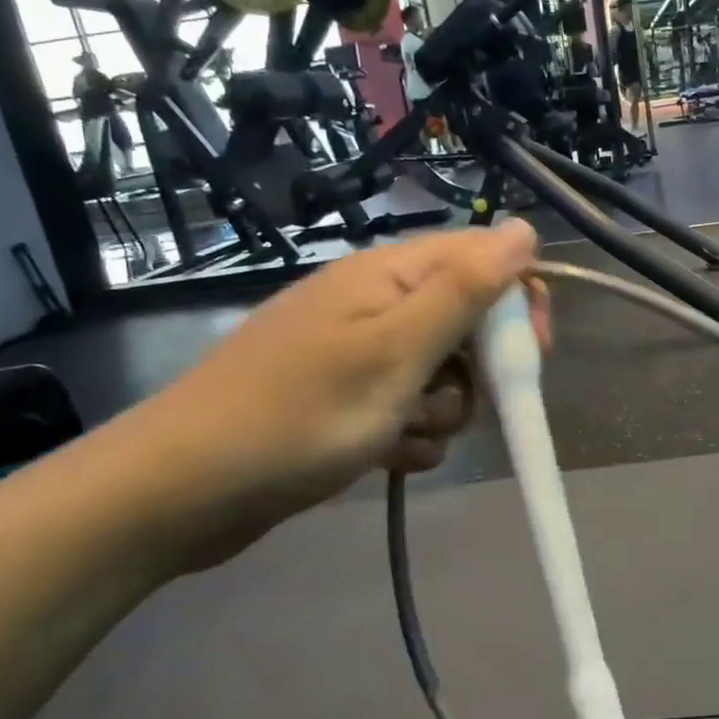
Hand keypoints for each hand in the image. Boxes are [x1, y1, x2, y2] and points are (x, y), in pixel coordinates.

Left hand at [123, 224, 545, 572]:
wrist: (186, 489)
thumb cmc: (301, 413)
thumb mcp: (397, 349)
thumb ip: (465, 290)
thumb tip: (522, 229)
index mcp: (388, 275)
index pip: (482, 259)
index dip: (518, 300)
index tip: (532, 353)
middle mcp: (376, 304)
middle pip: (466, 320)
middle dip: (478, 367)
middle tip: (466, 401)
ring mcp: (358, 355)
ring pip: (441, 374)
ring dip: (442, 410)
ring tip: (405, 434)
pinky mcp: (346, 401)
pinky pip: (407, 410)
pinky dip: (410, 435)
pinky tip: (389, 458)